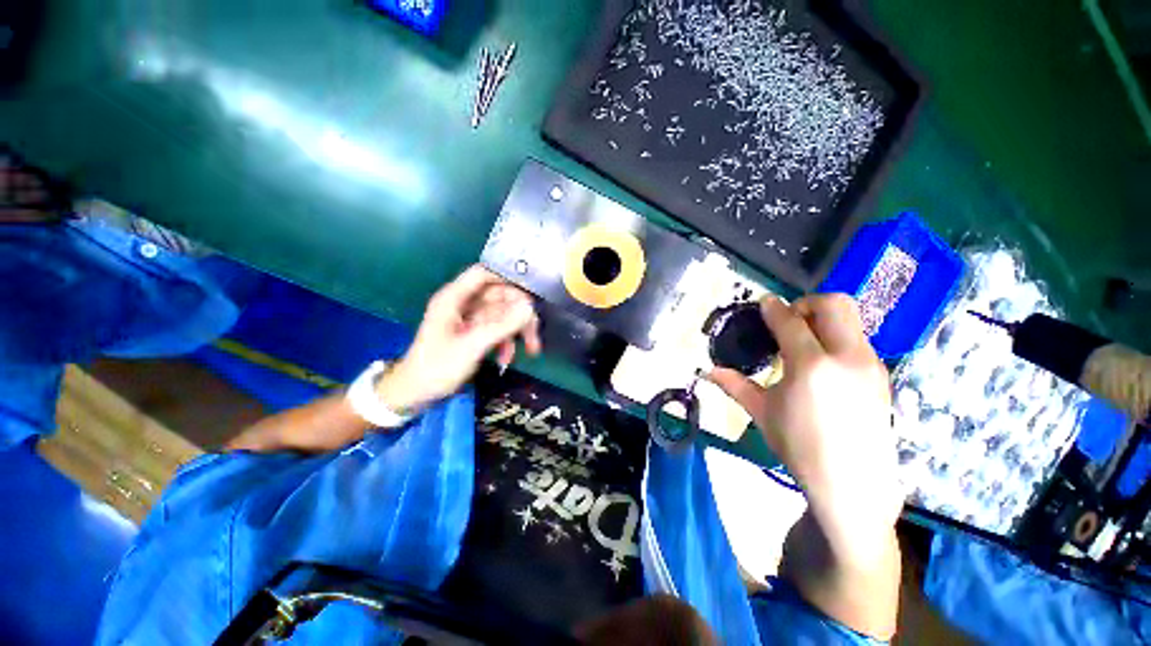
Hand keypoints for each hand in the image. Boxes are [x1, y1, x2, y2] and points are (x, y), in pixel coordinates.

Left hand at [377, 265, 541, 412]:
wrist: (415, 394)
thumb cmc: (437, 368)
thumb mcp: (471, 347)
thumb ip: (501, 326)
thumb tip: (530, 307)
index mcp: (454, 298)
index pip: (484, 274)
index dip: (507, 278)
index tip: (531, 292)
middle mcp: (463, 304)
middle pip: (499, 296)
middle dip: (520, 312)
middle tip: (535, 330)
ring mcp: (470, 320)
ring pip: (502, 314)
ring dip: (517, 330)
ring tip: (532, 349)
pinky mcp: (474, 333)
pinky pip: (497, 329)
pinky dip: (506, 342)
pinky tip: (508, 359)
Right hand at [709, 294, 902, 544]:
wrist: (853, 485)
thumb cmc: (800, 447)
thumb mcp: (763, 413)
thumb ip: (736, 385)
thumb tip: (709, 371)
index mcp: (811, 367)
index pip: (791, 322)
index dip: (774, 308)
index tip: (763, 303)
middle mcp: (846, 357)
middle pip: (834, 304)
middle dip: (807, 303)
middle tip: (788, 320)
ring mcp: (870, 365)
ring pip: (851, 319)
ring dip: (823, 319)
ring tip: (803, 341)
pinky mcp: (881, 375)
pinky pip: (858, 339)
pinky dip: (836, 336)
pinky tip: (821, 362)